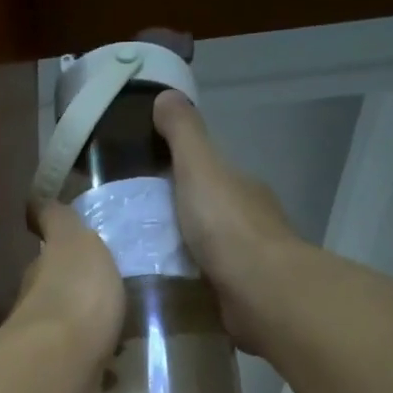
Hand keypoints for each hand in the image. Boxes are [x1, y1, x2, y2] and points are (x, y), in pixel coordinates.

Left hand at [8, 200, 125, 364]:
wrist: (66, 363)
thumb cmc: (74, 293)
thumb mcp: (74, 240)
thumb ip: (60, 221)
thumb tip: (35, 201)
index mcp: (41, 273)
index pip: (48, 257)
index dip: (59, 253)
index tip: (76, 251)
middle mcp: (38, 310)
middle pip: (57, 296)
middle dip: (76, 294)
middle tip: (108, 293)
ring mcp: (52, 350)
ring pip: (72, 333)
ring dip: (89, 331)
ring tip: (120, 331)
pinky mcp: (68, 382)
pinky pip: (87, 367)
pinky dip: (99, 365)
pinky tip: (118, 368)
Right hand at [154, 89, 302, 351]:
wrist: (259, 290)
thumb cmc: (227, 225)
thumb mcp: (199, 168)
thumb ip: (183, 134)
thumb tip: (166, 95)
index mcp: (241, 188)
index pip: (210, 174)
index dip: (181, 174)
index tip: (146, 185)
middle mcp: (249, 222)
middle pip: (209, 213)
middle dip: (179, 218)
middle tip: (133, 228)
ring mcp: (247, 263)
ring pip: (209, 251)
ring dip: (184, 254)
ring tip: (141, 262)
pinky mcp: (241, 297)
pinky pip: (208, 285)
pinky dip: (190, 284)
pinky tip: (165, 290)